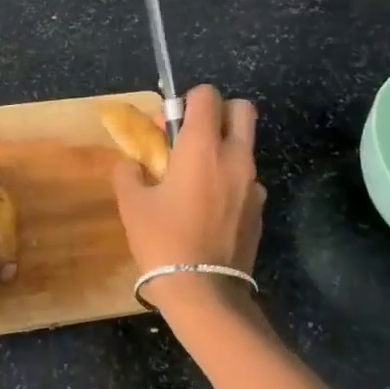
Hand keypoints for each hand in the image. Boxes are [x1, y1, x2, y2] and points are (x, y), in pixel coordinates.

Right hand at [112, 85, 265, 311]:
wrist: (204, 292)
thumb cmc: (163, 241)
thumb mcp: (132, 204)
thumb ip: (129, 173)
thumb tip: (133, 165)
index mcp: (203, 148)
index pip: (207, 96)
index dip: (187, 101)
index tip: (170, 125)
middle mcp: (235, 157)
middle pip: (241, 109)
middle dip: (218, 113)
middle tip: (192, 138)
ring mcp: (253, 184)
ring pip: (245, 146)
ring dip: (224, 149)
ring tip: (196, 180)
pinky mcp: (260, 210)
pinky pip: (246, 180)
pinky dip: (230, 181)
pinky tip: (209, 209)